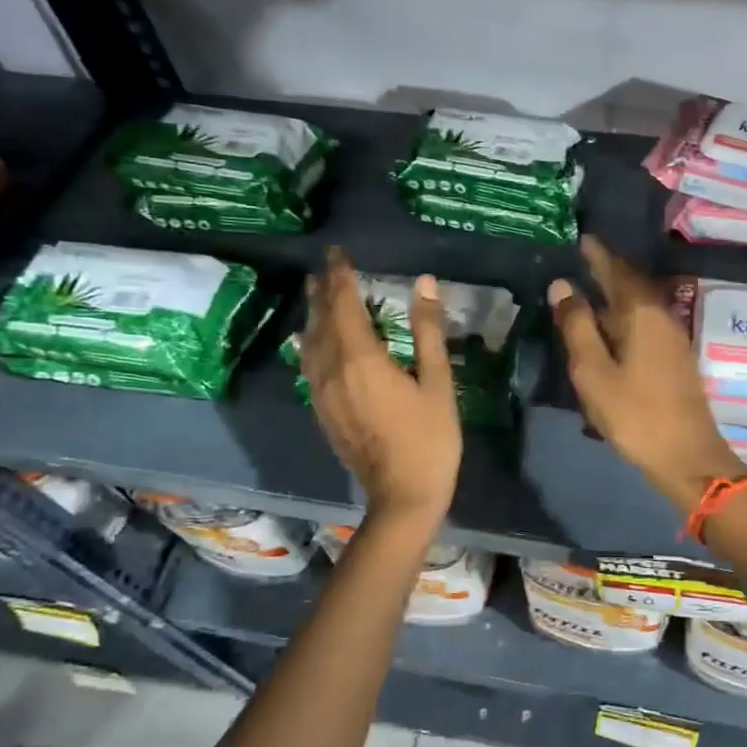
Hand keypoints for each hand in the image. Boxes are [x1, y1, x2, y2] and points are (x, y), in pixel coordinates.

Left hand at [300, 251, 461, 525]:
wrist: (403, 494)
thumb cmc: (429, 438)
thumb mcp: (437, 382)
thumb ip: (427, 330)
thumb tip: (424, 282)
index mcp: (361, 359)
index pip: (344, 304)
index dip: (341, 276)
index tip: (339, 253)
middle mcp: (332, 370)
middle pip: (321, 321)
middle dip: (323, 291)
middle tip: (326, 266)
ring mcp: (323, 393)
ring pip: (311, 343)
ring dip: (313, 314)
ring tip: (316, 293)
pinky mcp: (323, 411)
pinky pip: (309, 365)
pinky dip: (311, 343)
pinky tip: (311, 341)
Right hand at [549, 236, 746, 513]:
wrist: (686, 456)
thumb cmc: (635, 413)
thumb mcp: (594, 371)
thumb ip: (578, 326)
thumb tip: (563, 285)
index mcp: (641, 314)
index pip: (617, 271)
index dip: (599, 255)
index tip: (582, 239)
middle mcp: (662, 317)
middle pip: (633, 285)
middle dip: (609, 270)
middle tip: (584, 259)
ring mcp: (672, 338)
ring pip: (641, 304)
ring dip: (618, 293)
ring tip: (592, 289)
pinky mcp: (675, 359)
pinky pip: (646, 322)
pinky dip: (626, 315)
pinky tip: (613, 327)